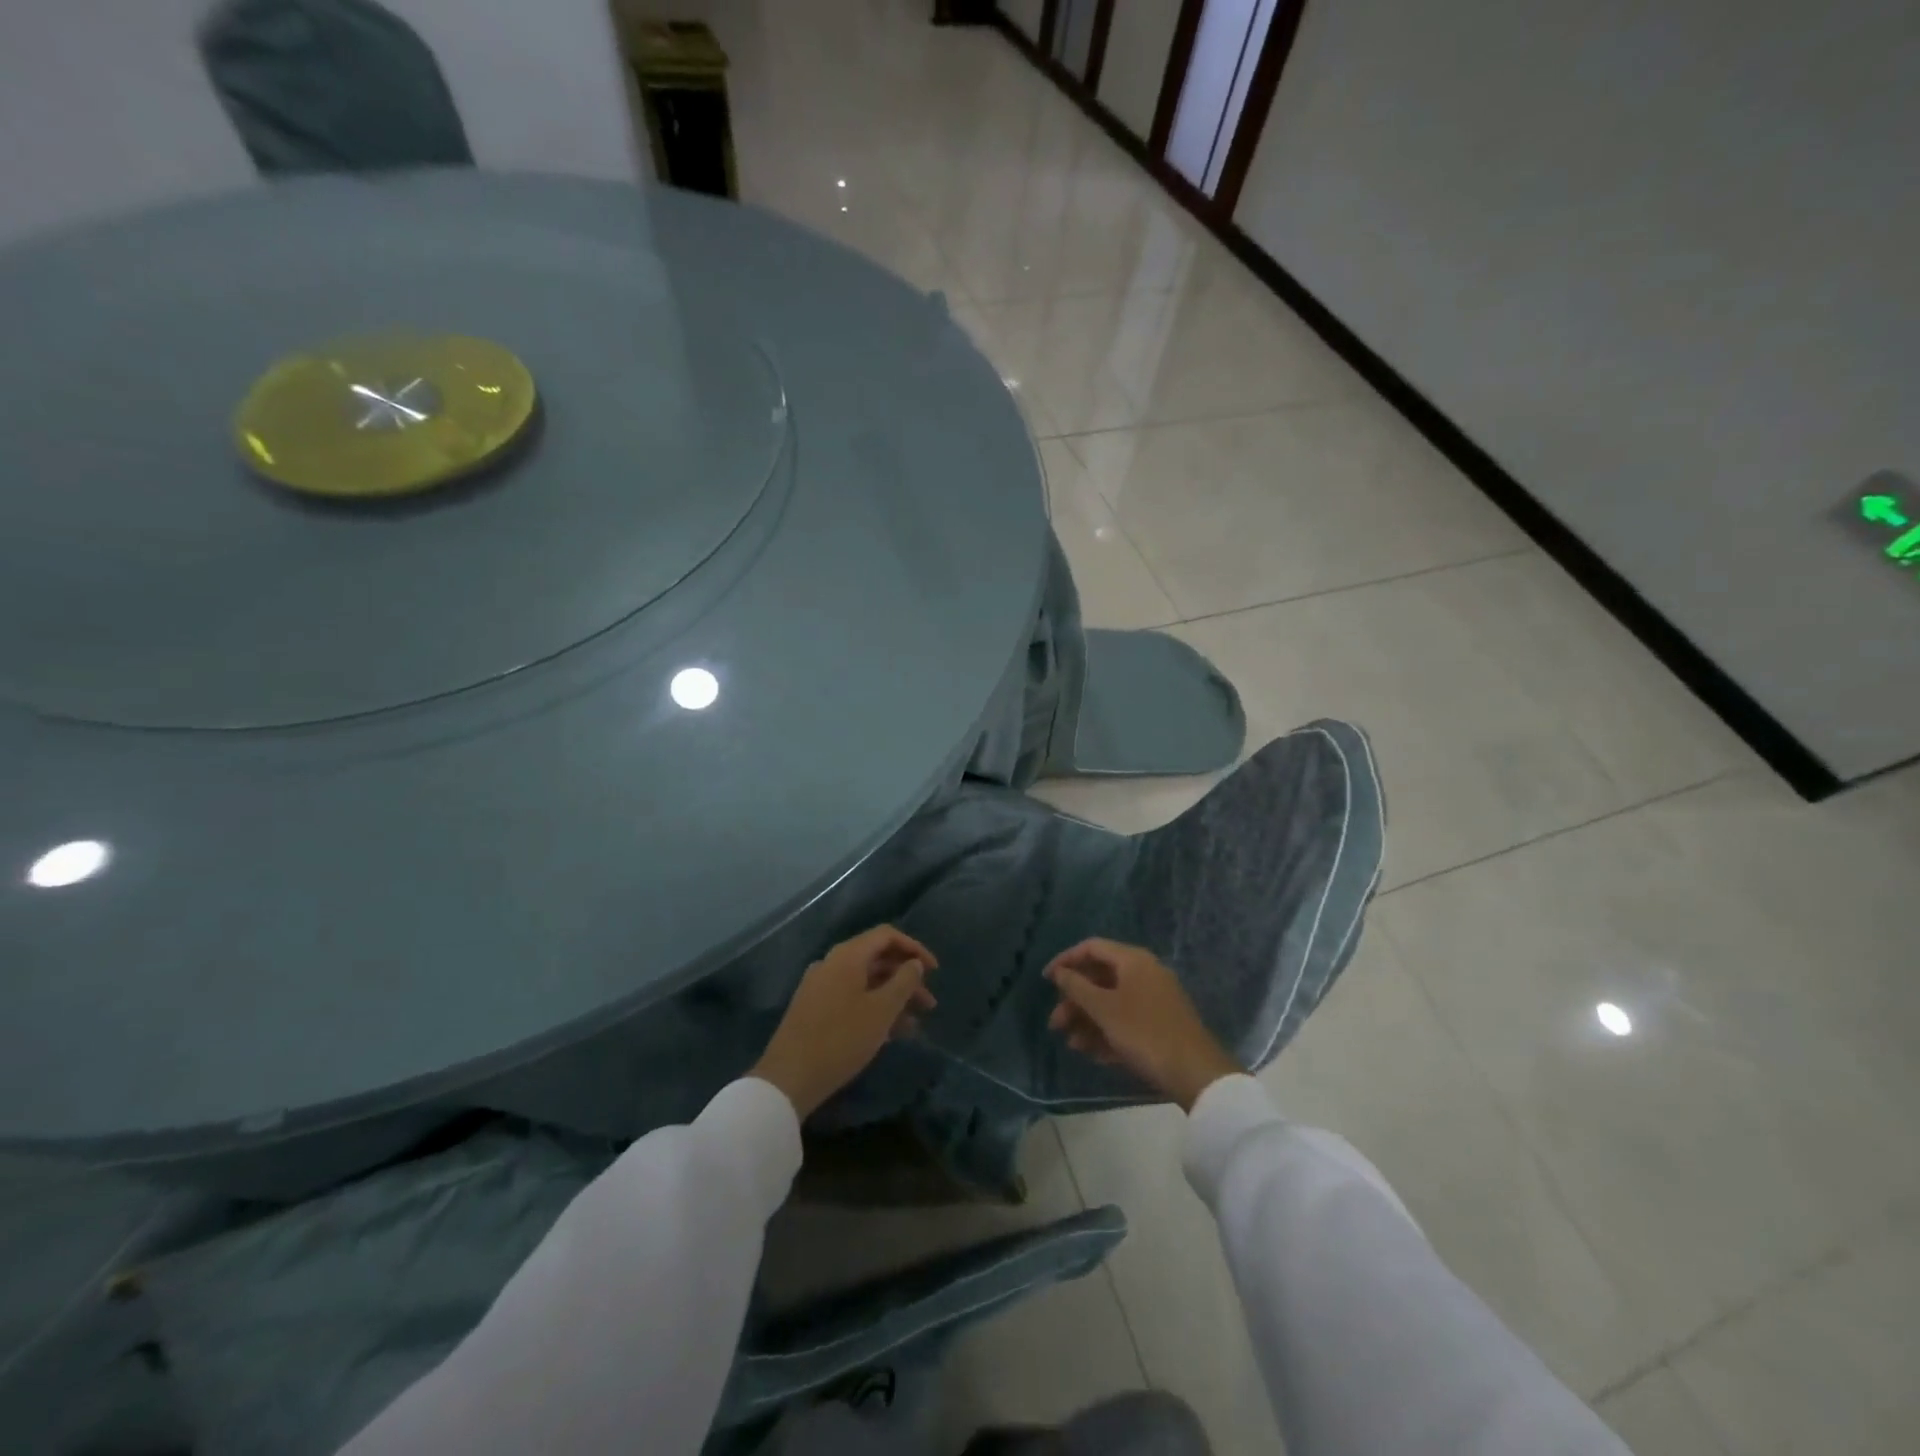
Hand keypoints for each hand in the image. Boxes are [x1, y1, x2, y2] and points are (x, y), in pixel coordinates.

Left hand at [751, 925, 937, 1119]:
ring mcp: (820, 986)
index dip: (914, 948)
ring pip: (865, 982)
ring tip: (914, 1024)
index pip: (887, 936)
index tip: (935, 971)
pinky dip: (873, 1008)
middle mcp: (832, 963)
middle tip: (929, 1004)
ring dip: (892, 997)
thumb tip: (914, 963)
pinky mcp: (814, 1009)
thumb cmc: (841, 1039)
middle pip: (877, 959)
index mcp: (848, 956)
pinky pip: (852, 998)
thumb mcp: (882, 1010)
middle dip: (906, 978)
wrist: (788, 1078)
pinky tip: (889, 1033)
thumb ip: (903, 982)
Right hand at [1045, 939, 1241, 1110]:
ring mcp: (1155, 999)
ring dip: (1088, 1021)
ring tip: (1073, 1045)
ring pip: (1112, 1002)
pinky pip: (1126, 1020)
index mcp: (1133, 960)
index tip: (1045, 980)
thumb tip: (1059, 971)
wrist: (1195, 1073)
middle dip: (1075, 1001)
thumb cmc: (1144, 1032)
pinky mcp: (1161, 1024)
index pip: (1092, 948)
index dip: (1066, 960)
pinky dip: (1108, 1032)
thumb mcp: (1104, 1009)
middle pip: (1100, 978)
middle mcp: (1145, 973)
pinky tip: (1094, 1054)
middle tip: (1055, 1025)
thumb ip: (1077, 987)